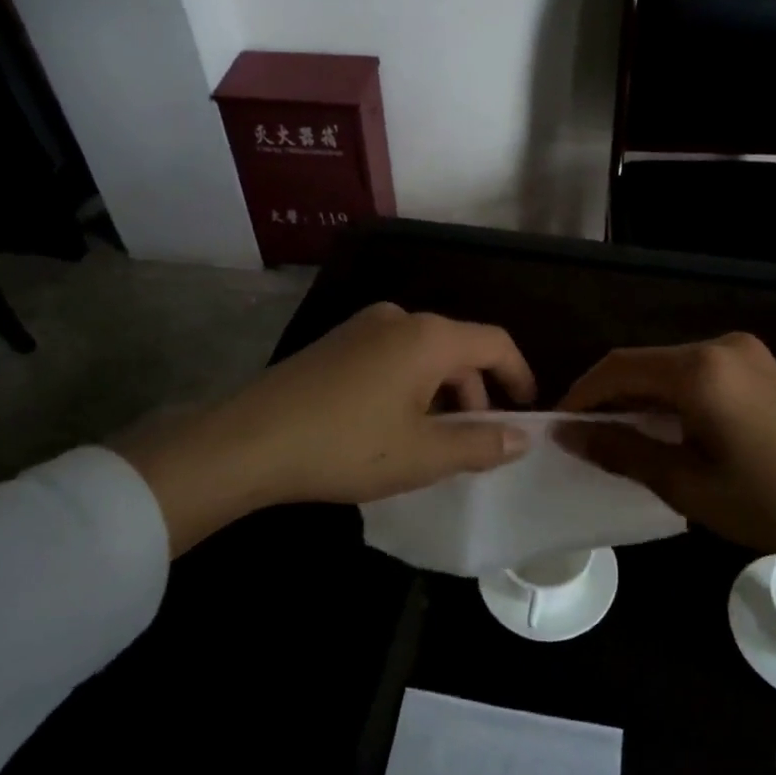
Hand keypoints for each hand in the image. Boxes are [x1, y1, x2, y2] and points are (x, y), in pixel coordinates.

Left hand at [113, 303, 535, 554]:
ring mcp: (363, 327)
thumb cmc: (347, 446)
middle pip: (458, 349)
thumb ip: (480, 444)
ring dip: (441, 395)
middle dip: (476, 395)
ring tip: (432, 442)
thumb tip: (521, 437)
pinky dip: (410, 388)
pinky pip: (392, 358)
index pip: (495, 343)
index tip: (527, 411)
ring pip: (424, 356)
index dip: (519, 376)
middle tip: (474, 443)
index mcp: (429, 337)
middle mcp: (400, 319)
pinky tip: (392, 428)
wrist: (248, 441)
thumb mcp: (423, 455)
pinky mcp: (335, 343)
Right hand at [556, 333, 775, 617]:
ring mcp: (745, 352)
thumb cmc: (770, 503)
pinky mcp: (761, 365)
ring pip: (670, 366)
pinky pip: (699, 371)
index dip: (581, 395)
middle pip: (643, 362)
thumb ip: (622, 450)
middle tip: (586, 436)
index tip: (558, 427)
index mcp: (700, 369)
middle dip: (609, 396)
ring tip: (620, 436)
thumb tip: (569, 434)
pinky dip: (672, 394)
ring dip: (640, 396)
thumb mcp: (686, 484)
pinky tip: (667, 427)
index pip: (618, 368)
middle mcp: (720, 345)